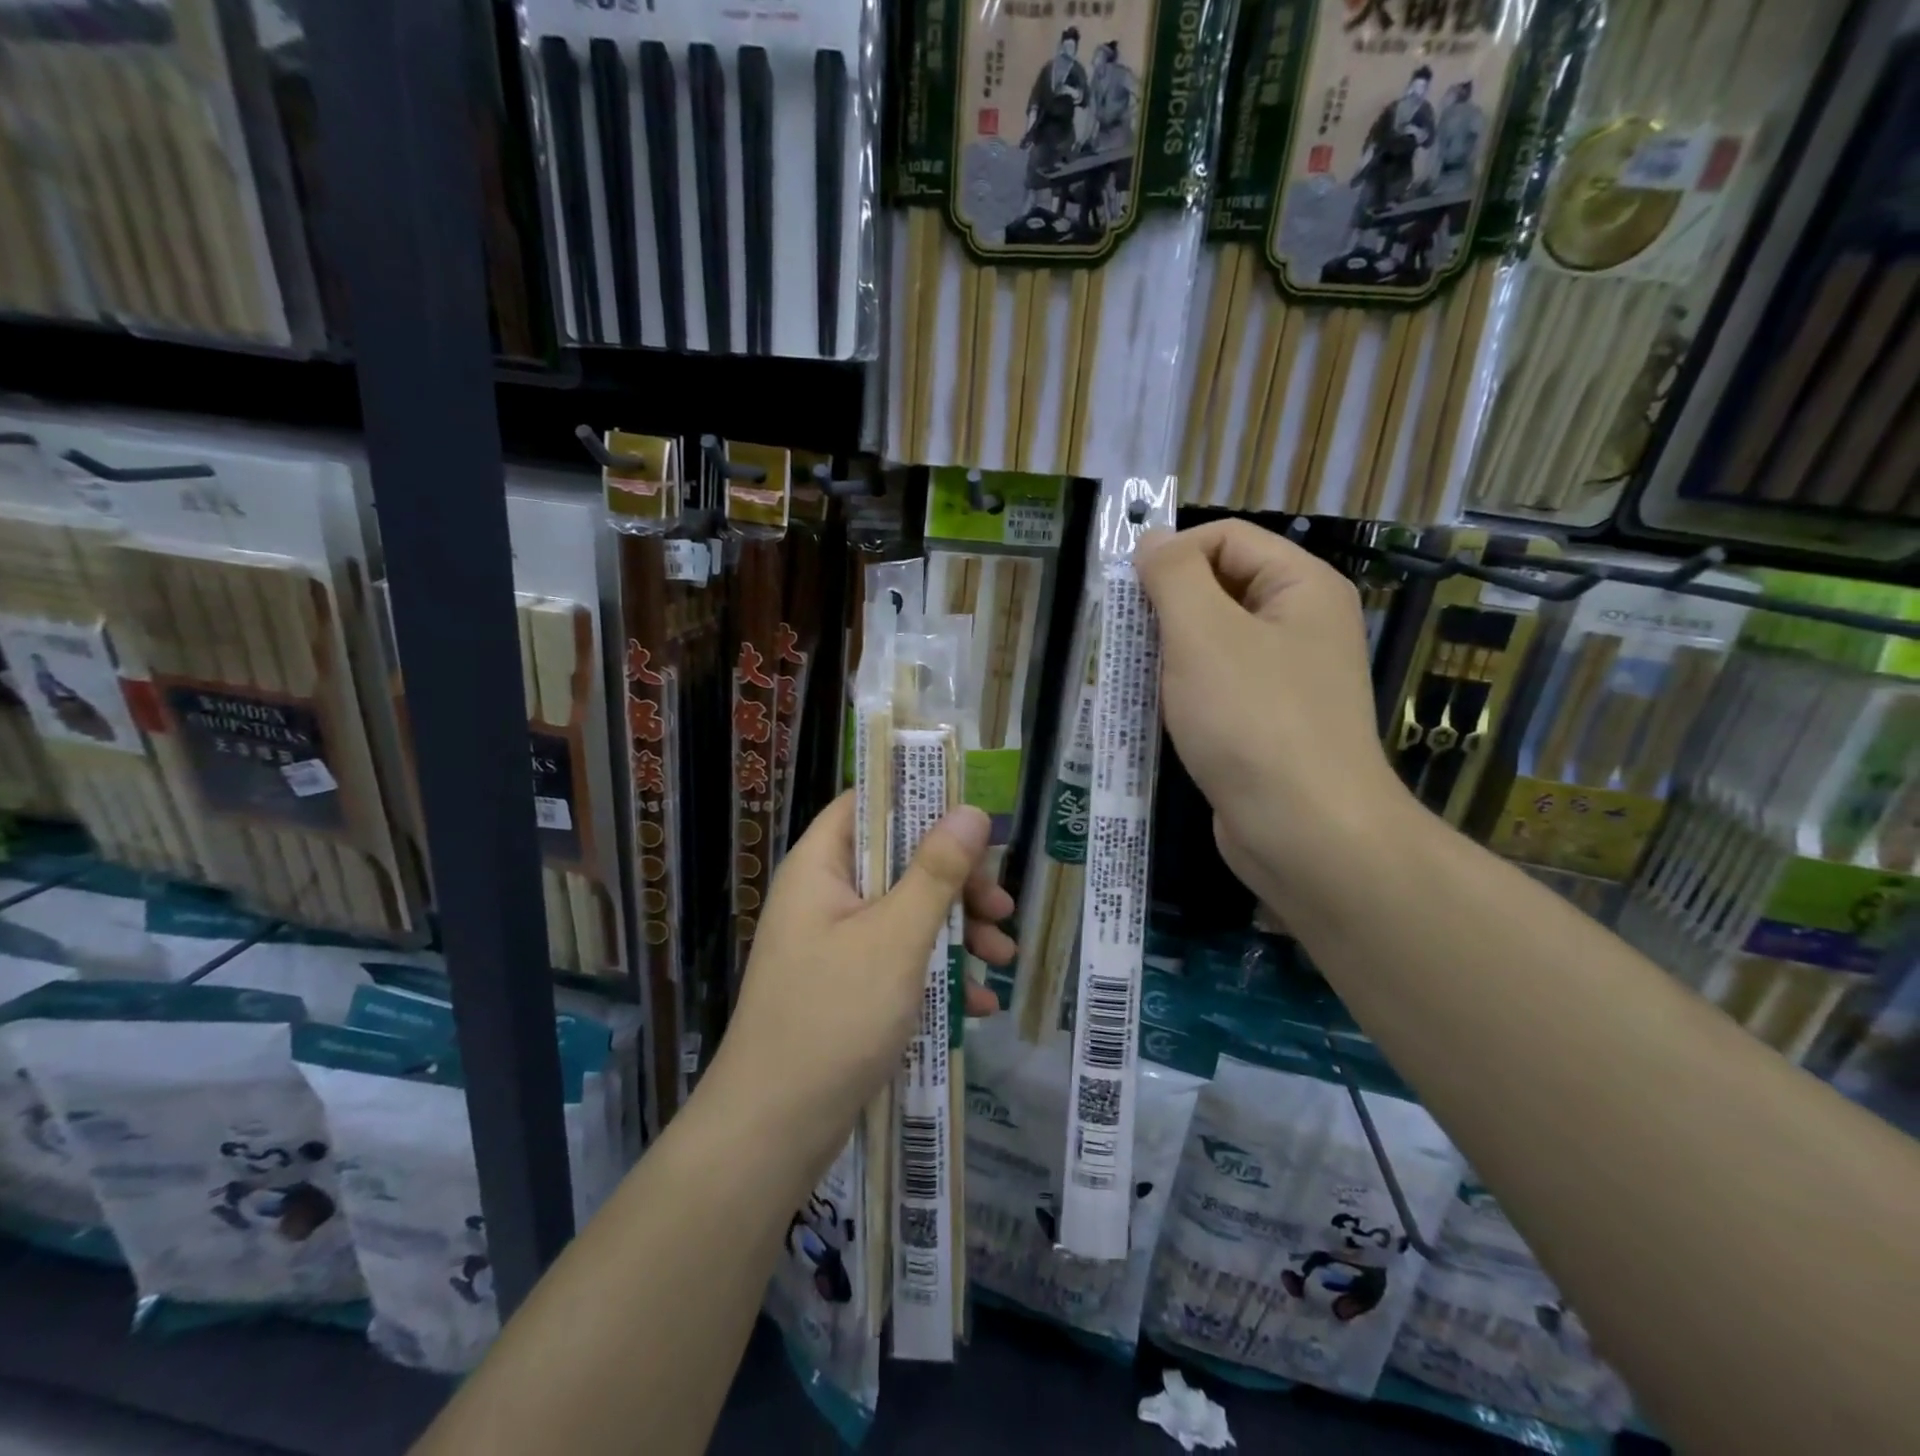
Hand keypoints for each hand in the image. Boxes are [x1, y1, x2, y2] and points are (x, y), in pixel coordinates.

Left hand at [711, 794, 1012, 1172]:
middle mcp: (825, 897)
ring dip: (957, 930)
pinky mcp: (848, 987)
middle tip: (1000, 906)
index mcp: (821, 867)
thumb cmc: (834, 1017)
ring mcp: (836, 944)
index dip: (920, 799)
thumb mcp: (896, 938)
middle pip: (898, 861)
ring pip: (906, 913)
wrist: (774, 1131)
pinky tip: (979, 1003)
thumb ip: (935, 871)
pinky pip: (900, 960)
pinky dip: (938, 972)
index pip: (868, 803)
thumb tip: (971, 810)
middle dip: (956, 882)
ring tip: (1002, 957)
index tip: (974, 816)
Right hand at [1136, 521, 1411, 920]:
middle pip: (1218, 588)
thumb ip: (1173, 576)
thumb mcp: (1203, 633)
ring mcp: (1286, 678)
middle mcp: (1301, 624)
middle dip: (1165, 609)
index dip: (1173, 555)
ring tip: (1137, 682)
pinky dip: (1182, 693)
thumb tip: (1152, 541)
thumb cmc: (1252, 720)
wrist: (1304, 831)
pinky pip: (1217, 687)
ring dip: (1167, 655)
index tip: (1130, 598)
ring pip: (1212, 642)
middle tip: (1127, 643)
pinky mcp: (1267, 723)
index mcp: (1301, 586)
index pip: (1226, 538)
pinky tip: (1157, 716)